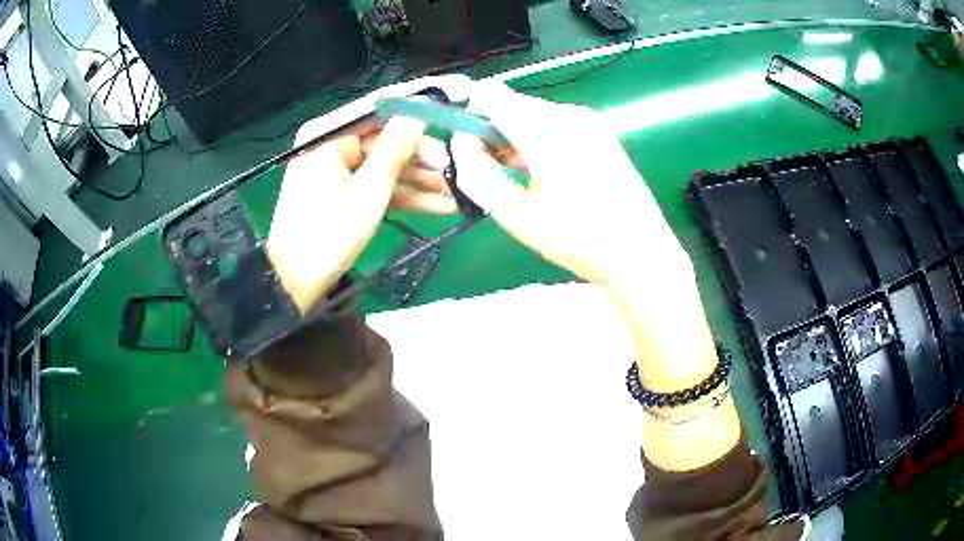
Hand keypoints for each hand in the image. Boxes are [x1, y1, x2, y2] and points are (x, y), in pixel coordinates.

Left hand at [268, 117, 456, 311]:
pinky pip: (375, 186)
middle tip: (455, 170)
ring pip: (384, 167)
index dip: (414, 117)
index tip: (447, 122)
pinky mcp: (342, 193)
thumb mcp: (368, 191)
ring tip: (456, 193)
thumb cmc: (328, 235)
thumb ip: (394, 150)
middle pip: (384, 142)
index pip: (377, 114)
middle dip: (421, 159)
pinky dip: (403, 196)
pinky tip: (439, 206)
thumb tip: (418, 114)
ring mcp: (336, 171)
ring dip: (419, 181)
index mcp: (328, 137)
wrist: (296, 283)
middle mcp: (330, 146)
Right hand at [451, 82, 690, 290]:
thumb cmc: (579, 239)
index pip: (490, 94)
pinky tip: (548, 177)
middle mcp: (569, 114)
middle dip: (493, 131)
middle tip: (494, 173)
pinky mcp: (602, 134)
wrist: (641, 253)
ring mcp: (590, 123)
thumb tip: (461, 143)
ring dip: (517, 139)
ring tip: (522, 181)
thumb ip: (478, 174)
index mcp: (546, 128)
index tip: (469, 149)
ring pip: (534, 116)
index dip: (470, 115)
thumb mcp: (517, 214)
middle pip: (512, 105)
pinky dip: (540, 142)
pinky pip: (557, 126)